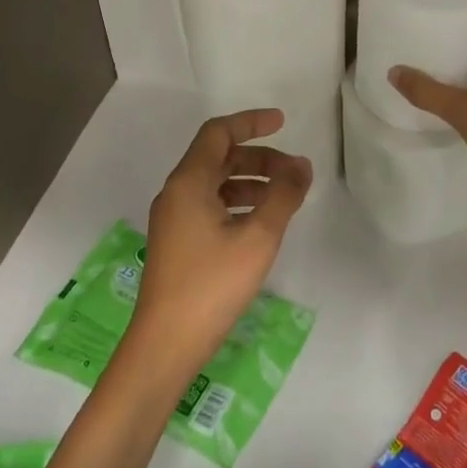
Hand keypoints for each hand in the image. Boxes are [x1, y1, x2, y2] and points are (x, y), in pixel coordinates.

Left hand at [126, 109, 311, 381]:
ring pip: (215, 183)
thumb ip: (283, 196)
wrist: (164, 346)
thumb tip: (301, 164)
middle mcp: (176, 193)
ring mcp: (173, 219)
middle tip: (294, 172)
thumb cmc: (211, 285)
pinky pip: (209, 206)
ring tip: (284, 198)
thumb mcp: (257, 238)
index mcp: (188, 182)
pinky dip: (237, 203)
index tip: (283, 122)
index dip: (251, 122)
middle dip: (258, 157)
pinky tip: (260, 224)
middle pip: (218, 157)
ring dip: (250, 181)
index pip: (218, 132)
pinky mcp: (176, 243)